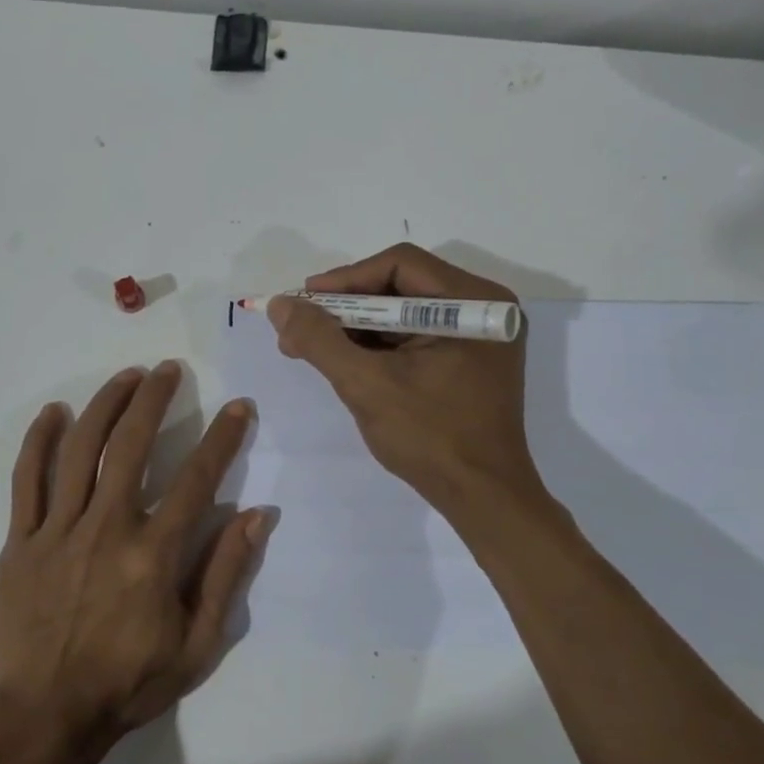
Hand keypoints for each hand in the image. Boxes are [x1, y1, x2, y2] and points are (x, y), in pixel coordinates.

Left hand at [0, 362, 265, 758]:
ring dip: (104, 405)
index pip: (197, 479)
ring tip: (125, 377)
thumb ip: (225, 574)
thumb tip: (257, 516)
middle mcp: (107, 528)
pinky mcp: (21, 540)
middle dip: (153, 399)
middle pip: (130, 445)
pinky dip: (39, 441)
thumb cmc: (129, 682)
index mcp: (152, 554)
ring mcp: (58, 531)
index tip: (238, 407)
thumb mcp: (197, 644)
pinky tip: (54, 413)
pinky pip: (27, 480)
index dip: (223, 438)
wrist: (47, 715)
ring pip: (80, 450)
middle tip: (168, 371)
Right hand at [268, 243, 545, 511]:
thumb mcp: (366, 385)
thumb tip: (280, 305)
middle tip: (301, 327)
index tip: (304, 302)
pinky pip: (415, 337)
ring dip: (356, 328)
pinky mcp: (468, 360)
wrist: (483, 499)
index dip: (345, 280)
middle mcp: (482, 308)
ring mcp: (478, 336)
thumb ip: (319, 340)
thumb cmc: (431, 438)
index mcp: (473, 302)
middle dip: (346, 307)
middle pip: (400, 286)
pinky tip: (344, 362)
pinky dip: (378, 346)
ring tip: (311, 348)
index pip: (399, 265)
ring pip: (404, 313)